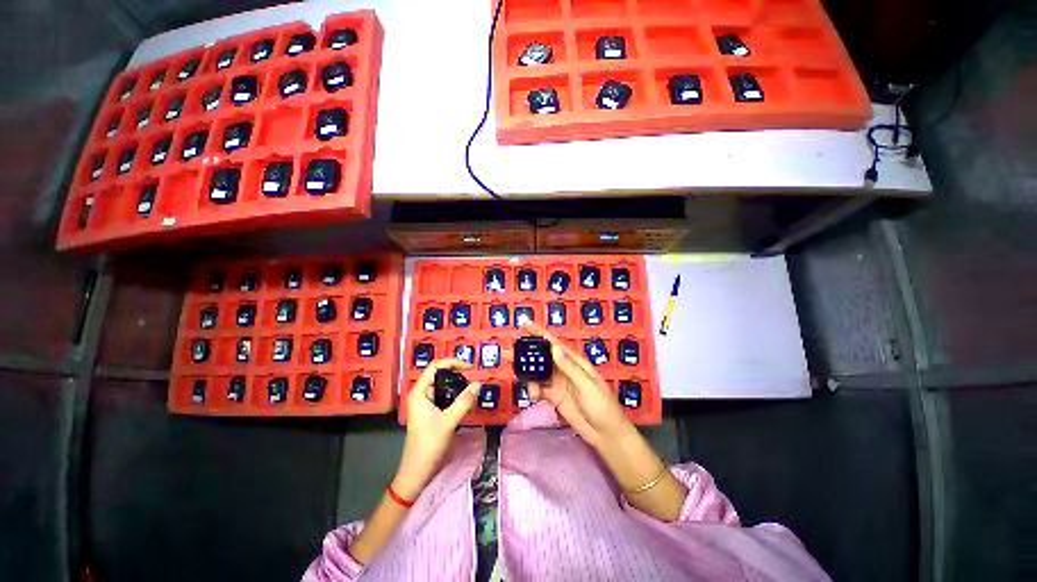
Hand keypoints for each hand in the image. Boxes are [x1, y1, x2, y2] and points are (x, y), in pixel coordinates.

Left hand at [393, 359, 479, 499]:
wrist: (417, 471)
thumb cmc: (428, 444)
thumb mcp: (448, 421)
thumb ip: (464, 401)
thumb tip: (478, 384)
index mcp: (419, 392)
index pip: (435, 367)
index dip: (452, 362)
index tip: (469, 366)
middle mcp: (421, 394)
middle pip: (439, 375)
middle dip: (457, 373)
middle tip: (473, 376)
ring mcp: (425, 403)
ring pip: (443, 386)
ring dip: (457, 384)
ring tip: (472, 386)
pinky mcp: (431, 412)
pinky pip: (445, 397)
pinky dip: (455, 395)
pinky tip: (465, 399)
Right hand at [516, 321, 634, 450]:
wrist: (606, 435)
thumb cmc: (602, 406)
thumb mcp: (587, 385)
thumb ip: (569, 368)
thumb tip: (554, 348)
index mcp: (574, 361)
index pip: (554, 344)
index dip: (539, 333)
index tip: (524, 325)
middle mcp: (563, 369)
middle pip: (541, 357)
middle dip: (525, 354)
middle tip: (507, 354)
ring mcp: (558, 383)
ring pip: (537, 373)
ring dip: (526, 372)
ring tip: (514, 373)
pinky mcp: (554, 397)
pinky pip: (539, 389)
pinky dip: (533, 390)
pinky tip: (532, 395)